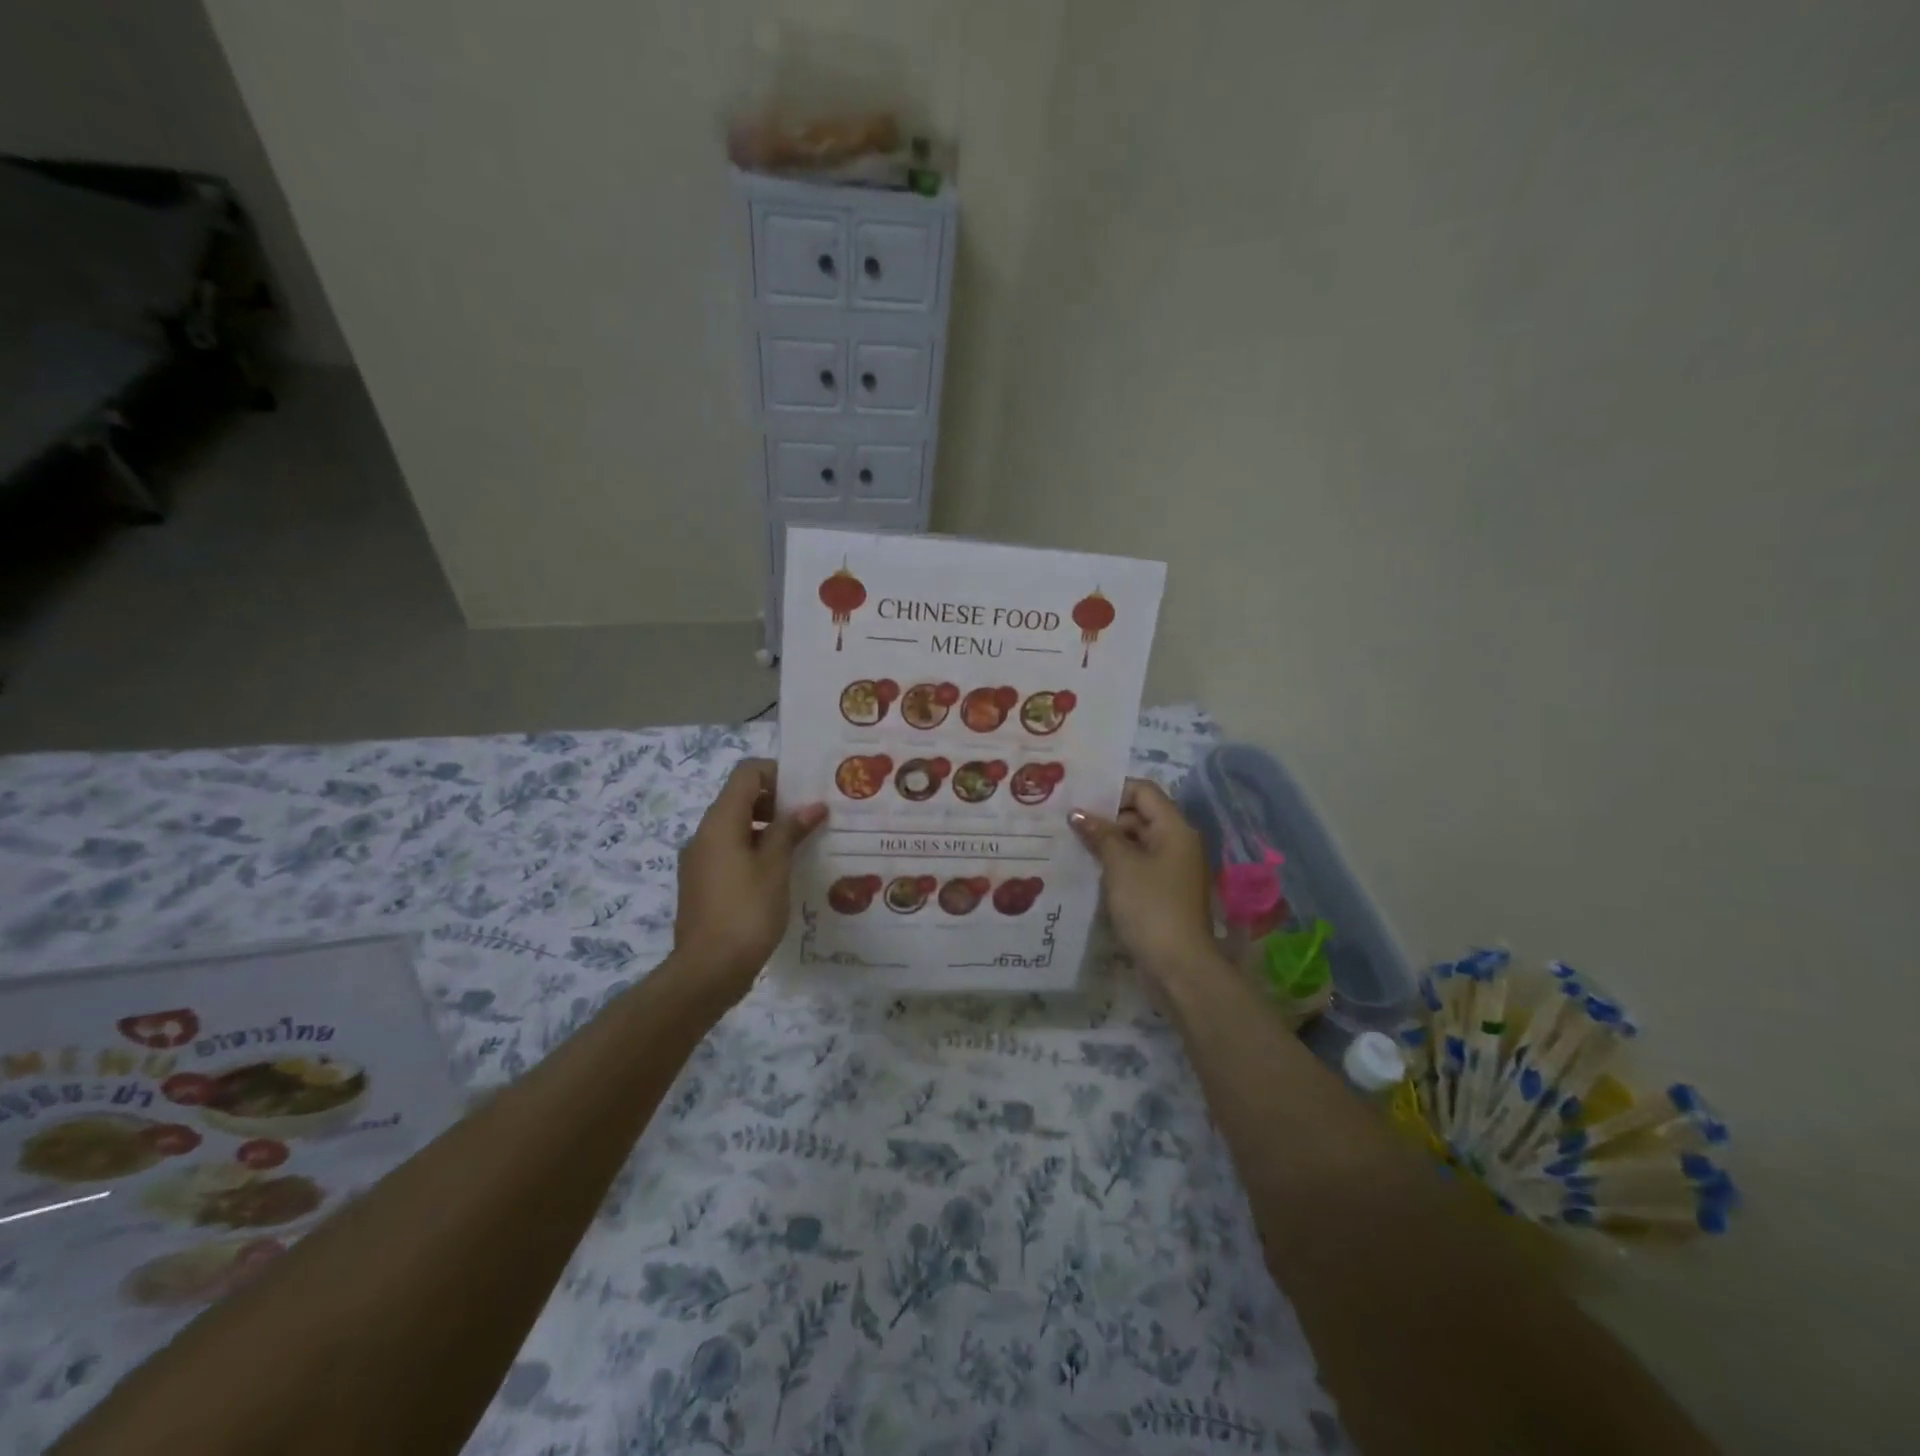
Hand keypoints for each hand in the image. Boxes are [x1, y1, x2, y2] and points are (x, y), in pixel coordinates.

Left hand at [674, 759, 825, 1002]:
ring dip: (768, 828)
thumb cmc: (746, 912)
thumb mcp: (775, 867)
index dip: (777, 773)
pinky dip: (755, 850)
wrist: (707, 971)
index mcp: (720, 822)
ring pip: (736, 827)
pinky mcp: (702, 884)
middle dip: (777, 802)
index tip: (806, 790)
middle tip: (811, 818)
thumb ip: (790, 831)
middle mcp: (704, 834)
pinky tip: (781, 872)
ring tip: (802, 845)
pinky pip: (731, 852)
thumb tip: (812, 806)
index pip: (746, 773)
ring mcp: (700, 860)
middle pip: (740, 798)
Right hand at [1070, 780, 1220, 986]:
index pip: (1144, 791)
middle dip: (1106, 818)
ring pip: (1137, 842)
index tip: (1080, 800)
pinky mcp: (1165, 892)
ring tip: (1072, 845)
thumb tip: (1078, 813)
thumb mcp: (1120, 866)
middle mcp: (1178, 843)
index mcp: (1175, 829)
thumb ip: (1100, 834)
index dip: (1112, 791)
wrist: (1179, 966)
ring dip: (1108, 843)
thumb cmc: (1151, 906)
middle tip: (1068, 823)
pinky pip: (1139, 866)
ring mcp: (1173, 869)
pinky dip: (1117, 865)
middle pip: (1140, 815)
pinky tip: (1090, 870)